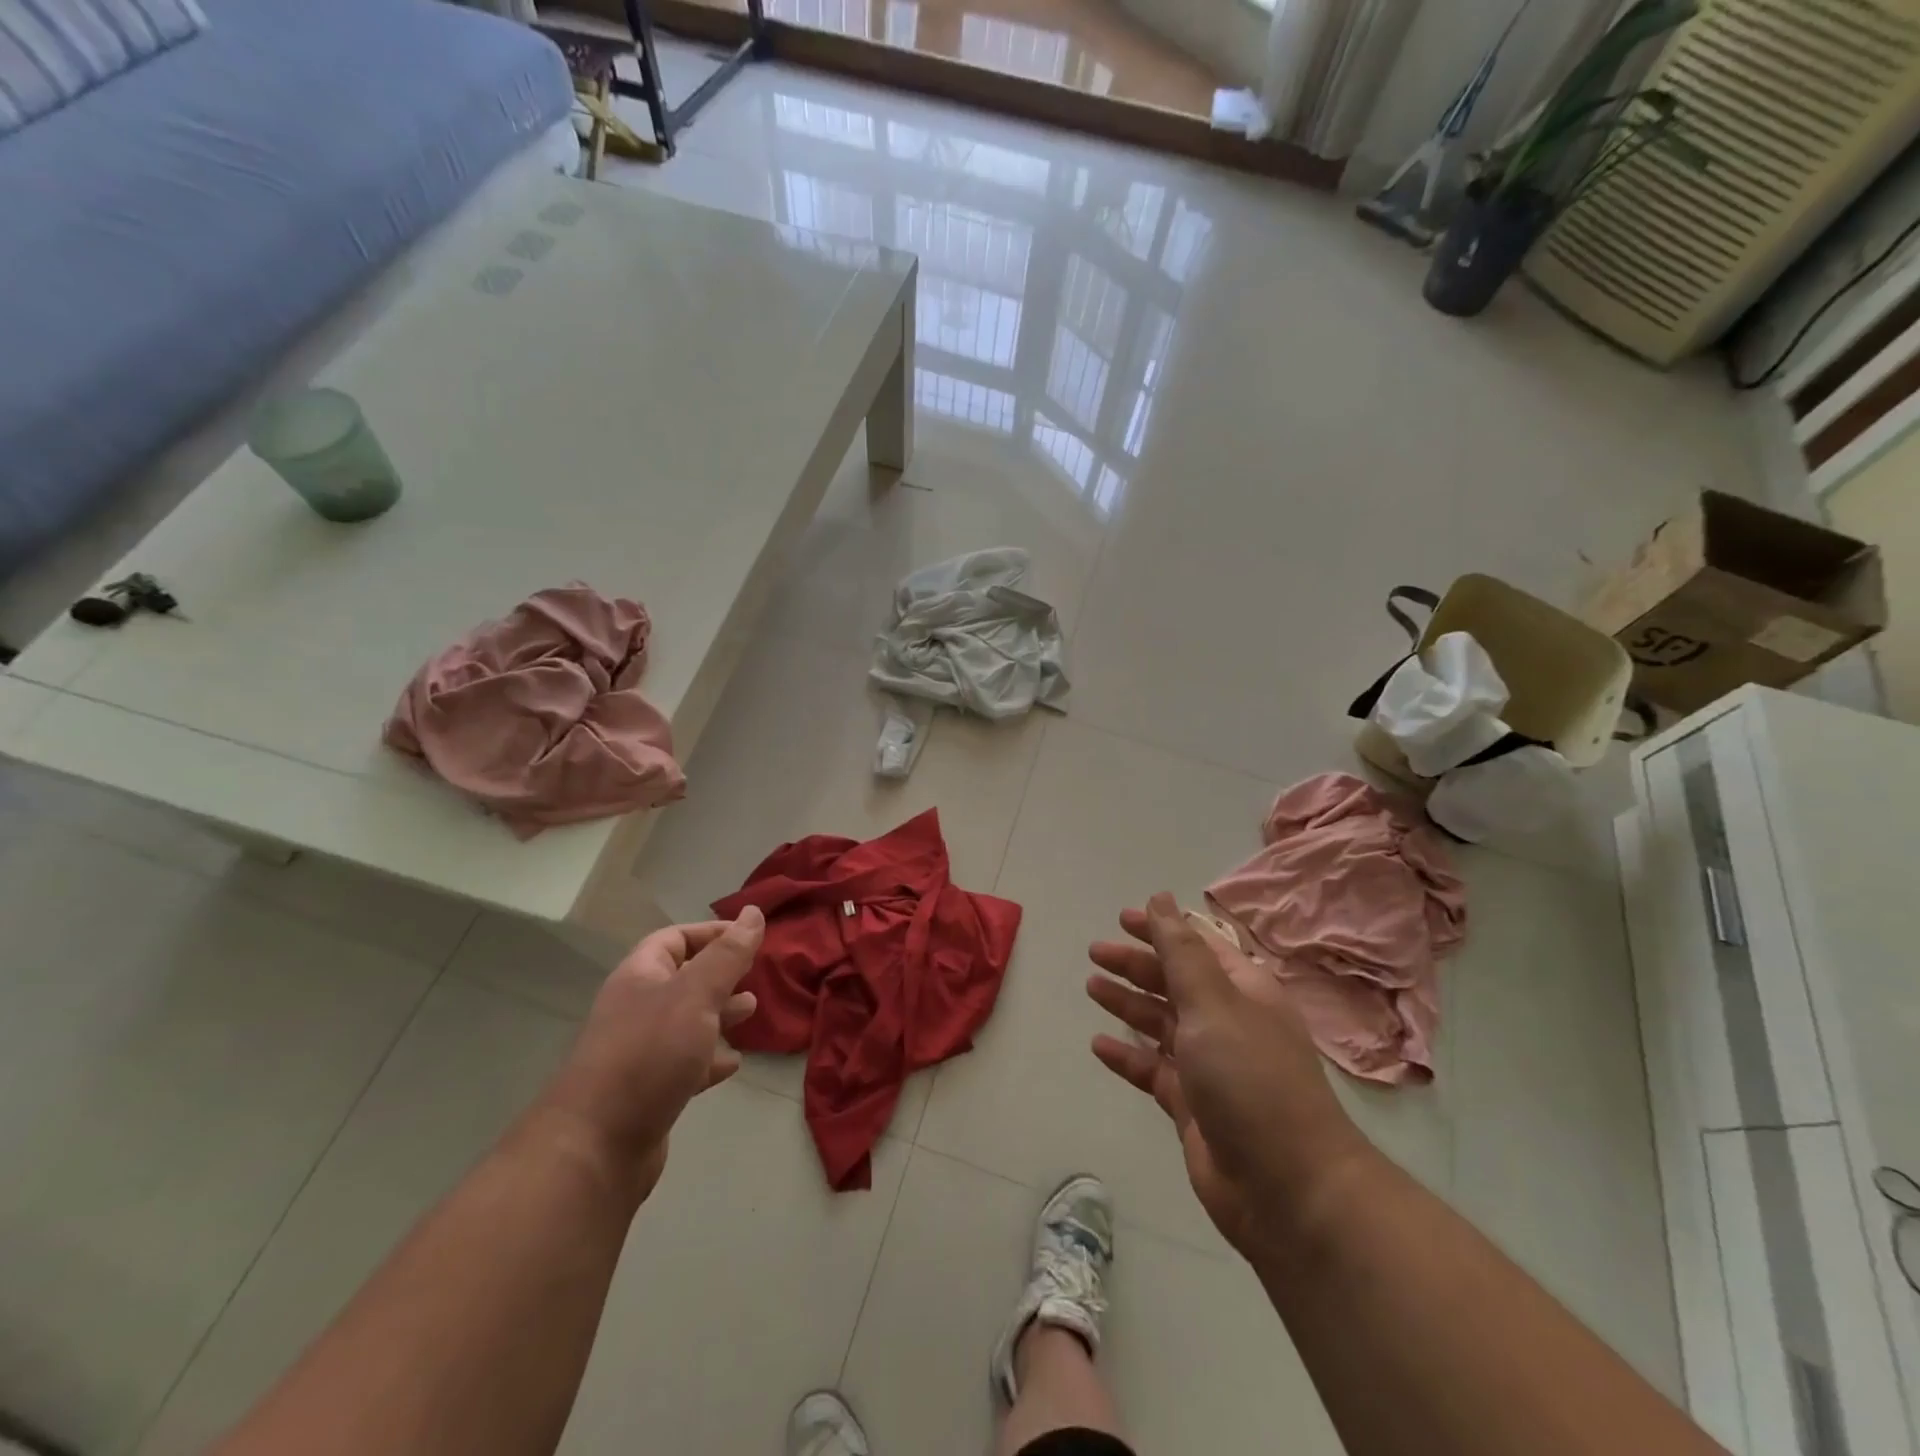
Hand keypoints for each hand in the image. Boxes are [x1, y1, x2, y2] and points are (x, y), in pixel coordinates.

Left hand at [538, 908, 763, 1201]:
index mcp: (641, 976)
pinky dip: (711, 1058)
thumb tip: (754, 913)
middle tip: (756, 976)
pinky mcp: (649, 1091)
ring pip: (687, 1021)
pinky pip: (685, 1063)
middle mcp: (637, 1008)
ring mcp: (641, 1051)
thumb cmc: (649, 1053)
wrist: (596, 1146)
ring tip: (752, 1012)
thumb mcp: (696, 993)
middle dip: (721, 974)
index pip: (676, 937)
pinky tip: (733, 1062)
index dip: (713, 932)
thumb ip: (728, 955)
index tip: (752, 938)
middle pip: (683, 978)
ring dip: (720, 1014)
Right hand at [1086, 894, 1368, 1257]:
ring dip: (1128, 1004)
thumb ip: (1180, 951)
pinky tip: (1098, 1045)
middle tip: (1094, 954)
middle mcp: (1228, 1022)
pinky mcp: (1192, 1105)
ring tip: (1091, 988)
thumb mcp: (1212, 1003)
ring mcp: (1210, 1066)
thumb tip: (1162, 898)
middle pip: (1174, 982)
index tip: (1122, 919)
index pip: (1197, 947)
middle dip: (1136, 965)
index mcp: (1243, 991)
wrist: (1288, 1188)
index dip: (1161, 929)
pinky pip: (1152, 1069)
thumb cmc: (1251, 1078)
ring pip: (1161, 1023)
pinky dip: (1127, 1055)